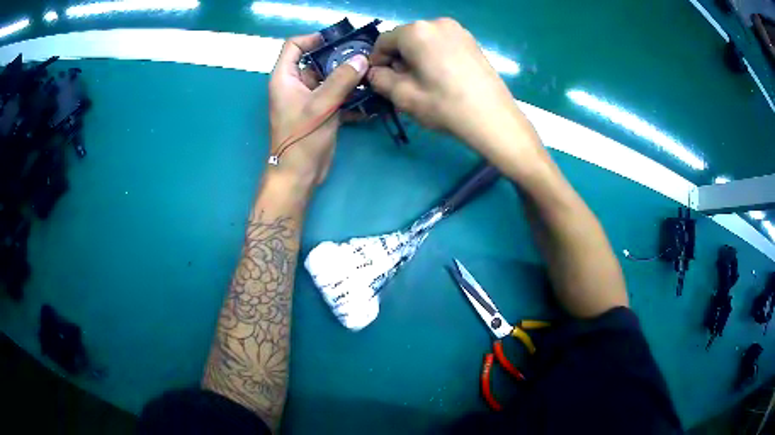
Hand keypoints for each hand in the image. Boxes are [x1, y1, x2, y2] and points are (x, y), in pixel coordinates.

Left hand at [268, 33, 368, 187]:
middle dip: (340, 57)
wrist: (300, 174)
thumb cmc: (301, 138)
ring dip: (349, 76)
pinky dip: (352, 96)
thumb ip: (341, 80)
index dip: (313, 38)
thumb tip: (362, 59)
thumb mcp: (321, 105)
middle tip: (366, 55)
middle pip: (317, 60)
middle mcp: (296, 84)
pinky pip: (337, 96)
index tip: (338, 40)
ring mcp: (310, 98)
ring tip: (373, 73)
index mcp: (285, 77)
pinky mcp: (321, 111)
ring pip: (330, 78)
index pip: (294, 46)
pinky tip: (372, 98)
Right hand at [368, 19, 536, 156]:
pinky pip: (442, 44)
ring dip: (417, 58)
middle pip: (405, 38)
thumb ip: (379, 79)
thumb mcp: (403, 96)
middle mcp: (437, 23)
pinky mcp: (472, 41)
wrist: (493, 118)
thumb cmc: (444, 105)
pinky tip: (442, 78)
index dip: (377, 61)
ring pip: (425, 41)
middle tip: (403, 84)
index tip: (379, 80)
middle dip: (399, 59)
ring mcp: (458, 30)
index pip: (384, 40)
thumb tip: (375, 72)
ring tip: (424, 82)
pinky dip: (434, 56)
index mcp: (416, 31)